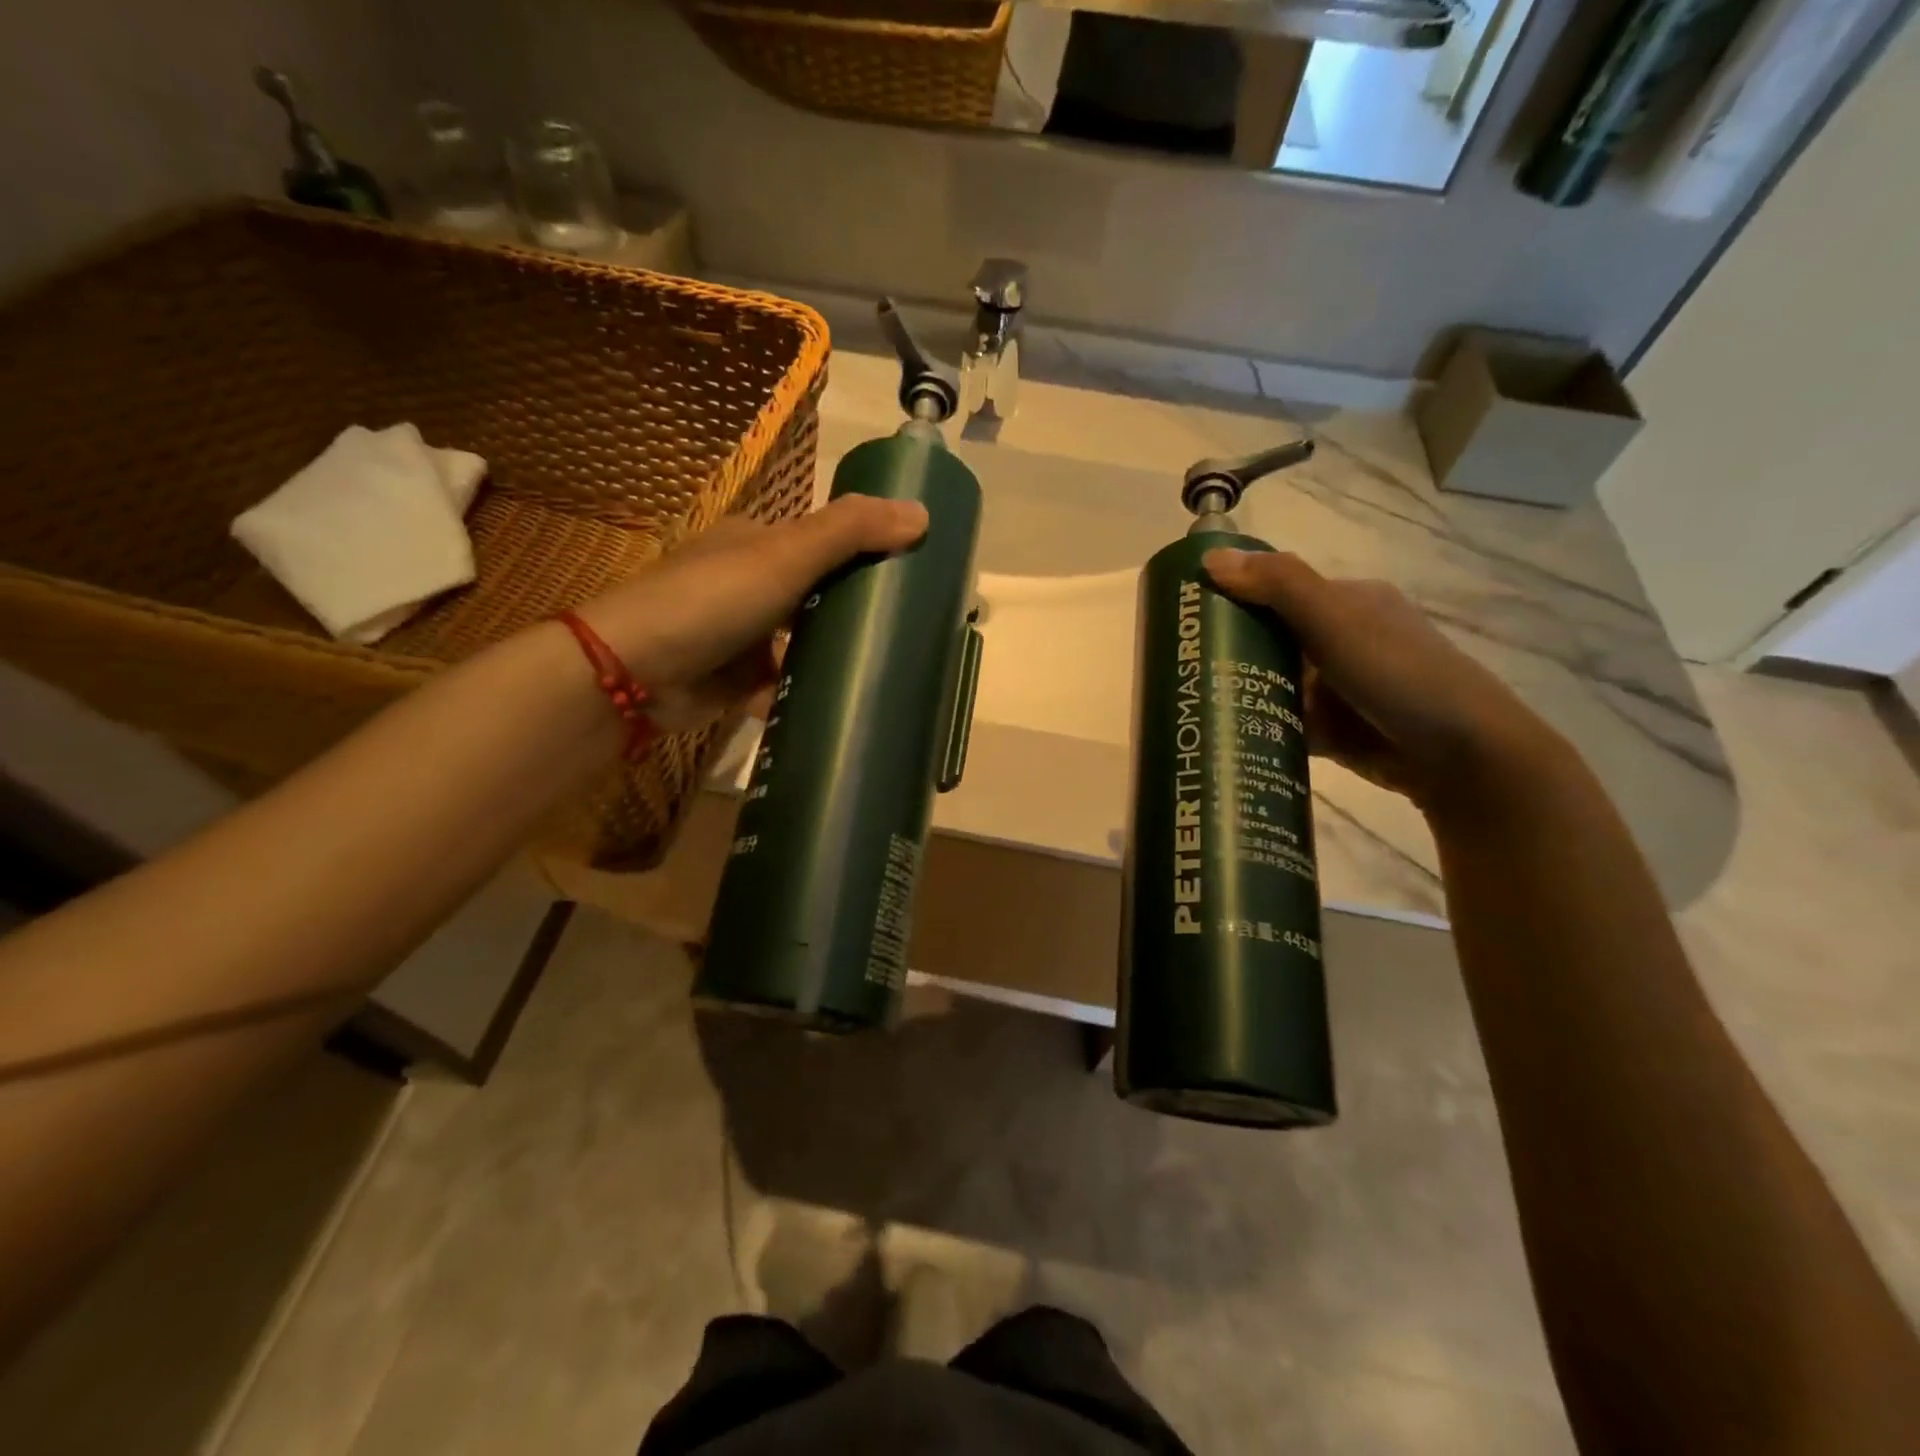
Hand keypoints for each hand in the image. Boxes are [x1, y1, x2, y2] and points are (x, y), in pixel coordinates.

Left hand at [579, 495, 928, 730]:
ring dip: (835, 659)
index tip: (915, 577)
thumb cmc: (712, 600)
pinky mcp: (737, 683)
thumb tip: (923, 513)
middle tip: (911, 634)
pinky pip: (785, 686)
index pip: (825, 542)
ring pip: (804, 646)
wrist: (634, 674)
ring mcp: (743, 637)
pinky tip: (846, 705)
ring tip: (889, 673)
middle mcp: (750, 585)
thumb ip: (850, 532)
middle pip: (818, 597)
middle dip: (856, 614)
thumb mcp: (785, 555)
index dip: (868, 554)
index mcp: (758, 544)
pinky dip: (807, 695)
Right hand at [1203, 548, 1564, 809]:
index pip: (1276, 591)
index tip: (1186, 618)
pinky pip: (1283, 722)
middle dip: (1228, 652)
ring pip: (1273, 684)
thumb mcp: (1337, 621)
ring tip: (1189, 704)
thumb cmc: (1399, 675)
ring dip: (1239, 692)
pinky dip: (1258, 727)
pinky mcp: (1334, 730)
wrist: (1462, 757)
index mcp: (1346, 603)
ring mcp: (1338, 689)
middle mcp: (1340, 641)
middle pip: (1269, 640)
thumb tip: (1211, 557)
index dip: (1232, 599)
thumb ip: (1279, 586)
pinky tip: (1223, 734)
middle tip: (1180, 668)